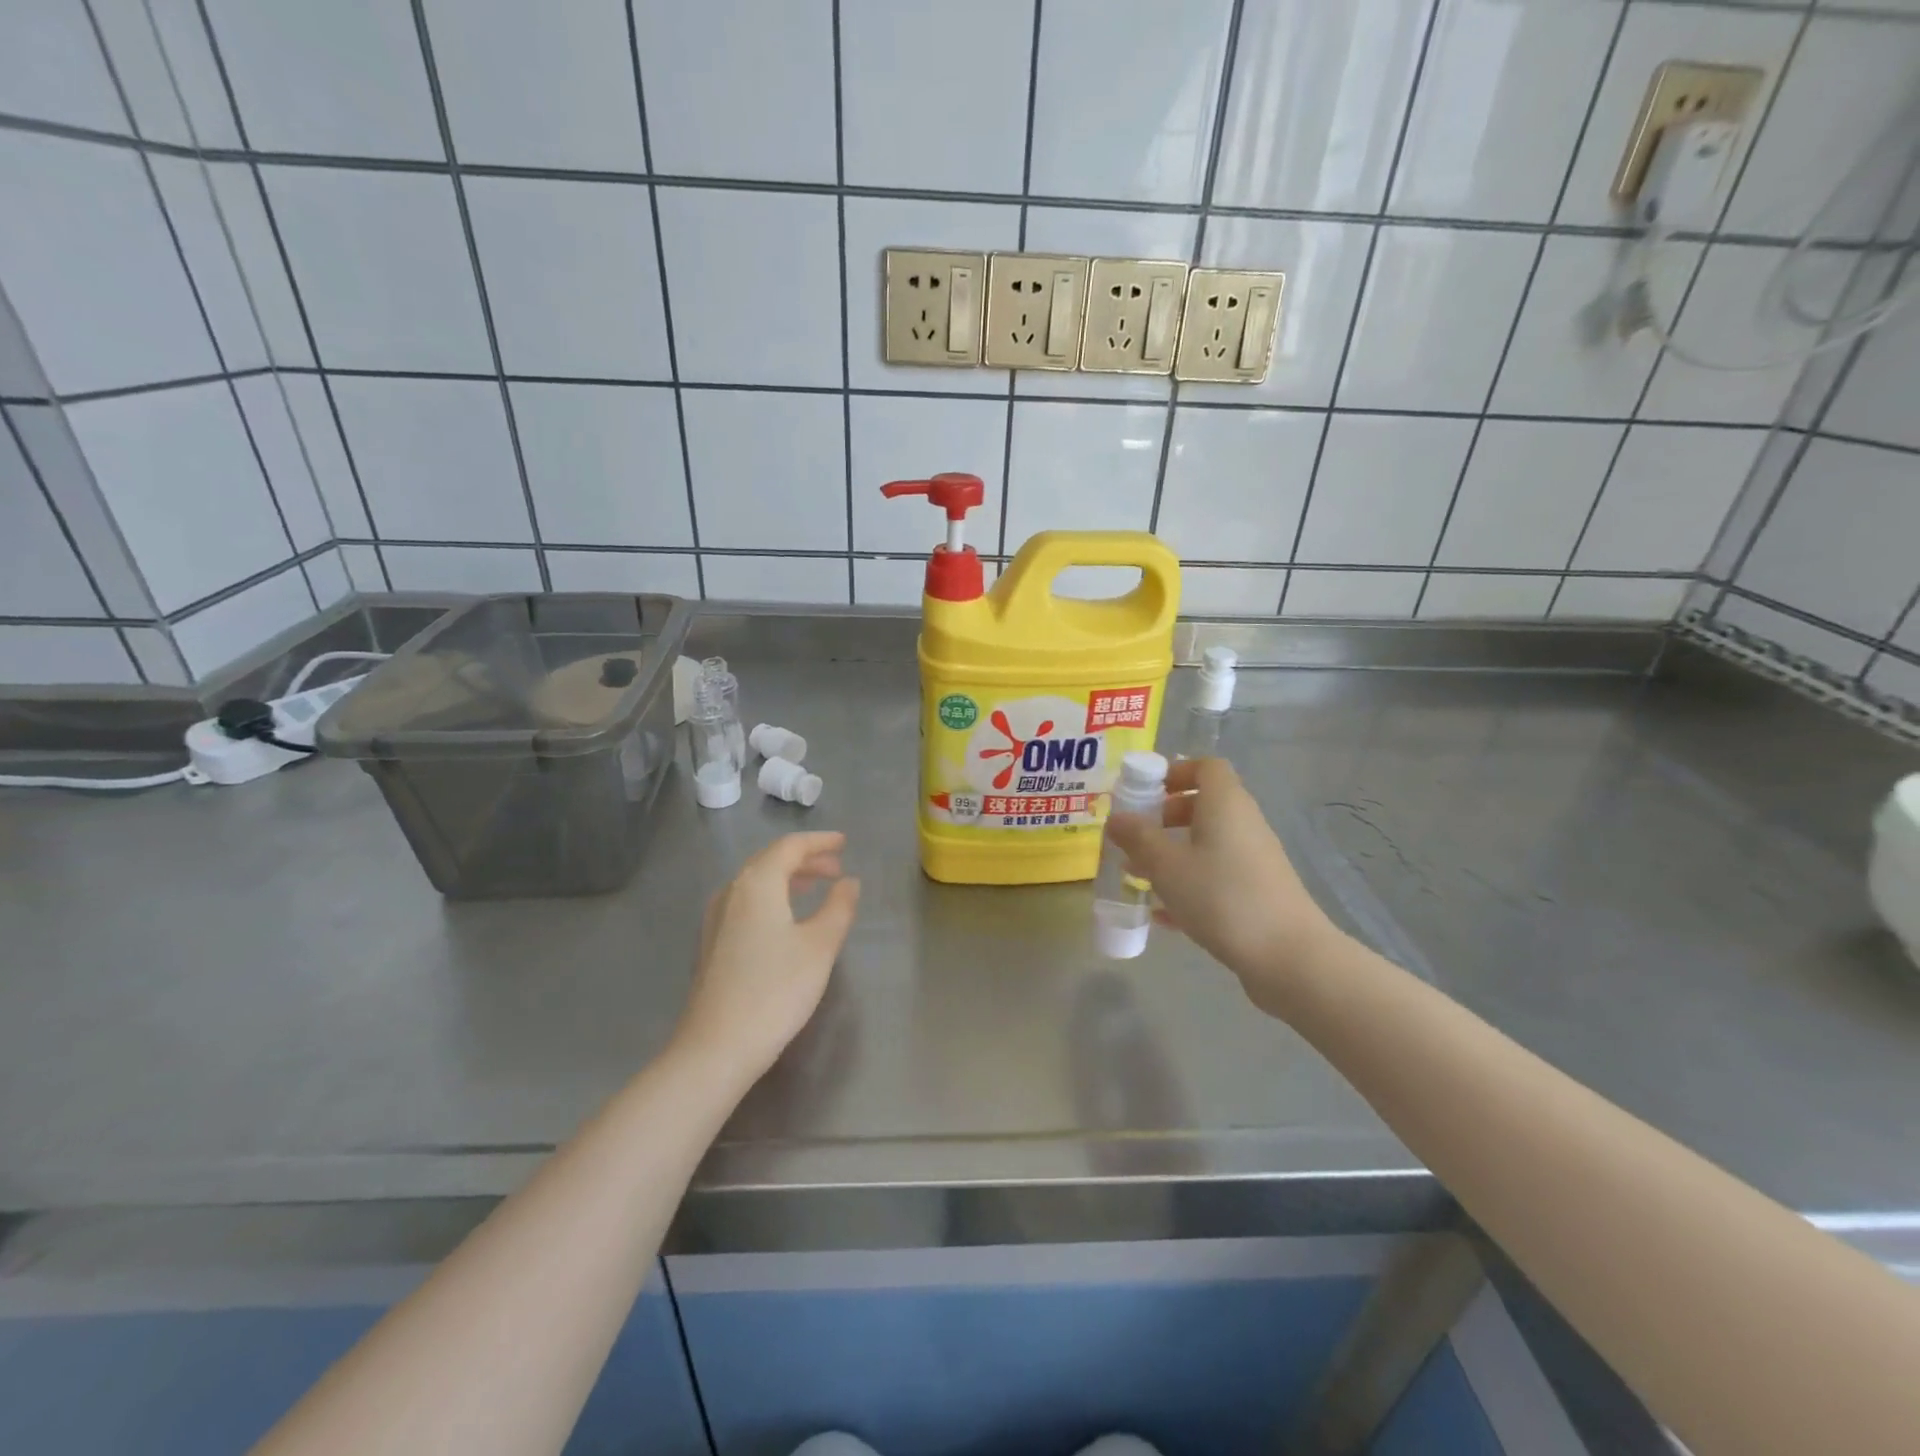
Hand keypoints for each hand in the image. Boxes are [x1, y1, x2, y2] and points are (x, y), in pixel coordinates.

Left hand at [673, 832, 860, 1082]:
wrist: (716, 1047)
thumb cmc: (775, 990)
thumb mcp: (820, 946)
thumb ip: (839, 907)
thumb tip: (849, 882)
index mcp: (757, 883)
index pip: (790, 847)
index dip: (819, 842)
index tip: (844, 843)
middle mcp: (731, 891)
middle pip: (770, 861)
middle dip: (805, 859)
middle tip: (836, 868)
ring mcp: (715, 918)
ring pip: (755, 883)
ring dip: (787, 879)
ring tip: (815, 888)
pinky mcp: (711, 943)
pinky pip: (745, 903)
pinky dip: (771, 898)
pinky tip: (785, 919)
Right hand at [1105, 758, 1340, 1017]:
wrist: (1287, 955)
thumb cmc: (1221, 896)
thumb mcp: (1166, 865)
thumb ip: (1137, 838)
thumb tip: (1116, 818)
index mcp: (1225, 804)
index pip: (1206, 767)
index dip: (1175, 772)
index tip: (1145, 792)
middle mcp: (1244, 823)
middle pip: (1205, 804)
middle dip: (1166, 816)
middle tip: (1137, 835)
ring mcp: (1254, 859)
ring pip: (1208, 843)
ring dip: (1174, 852)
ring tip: (1139, 875)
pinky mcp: (1258, 892)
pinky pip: (1217, 875)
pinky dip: (1190, 884)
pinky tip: (1163, 914)